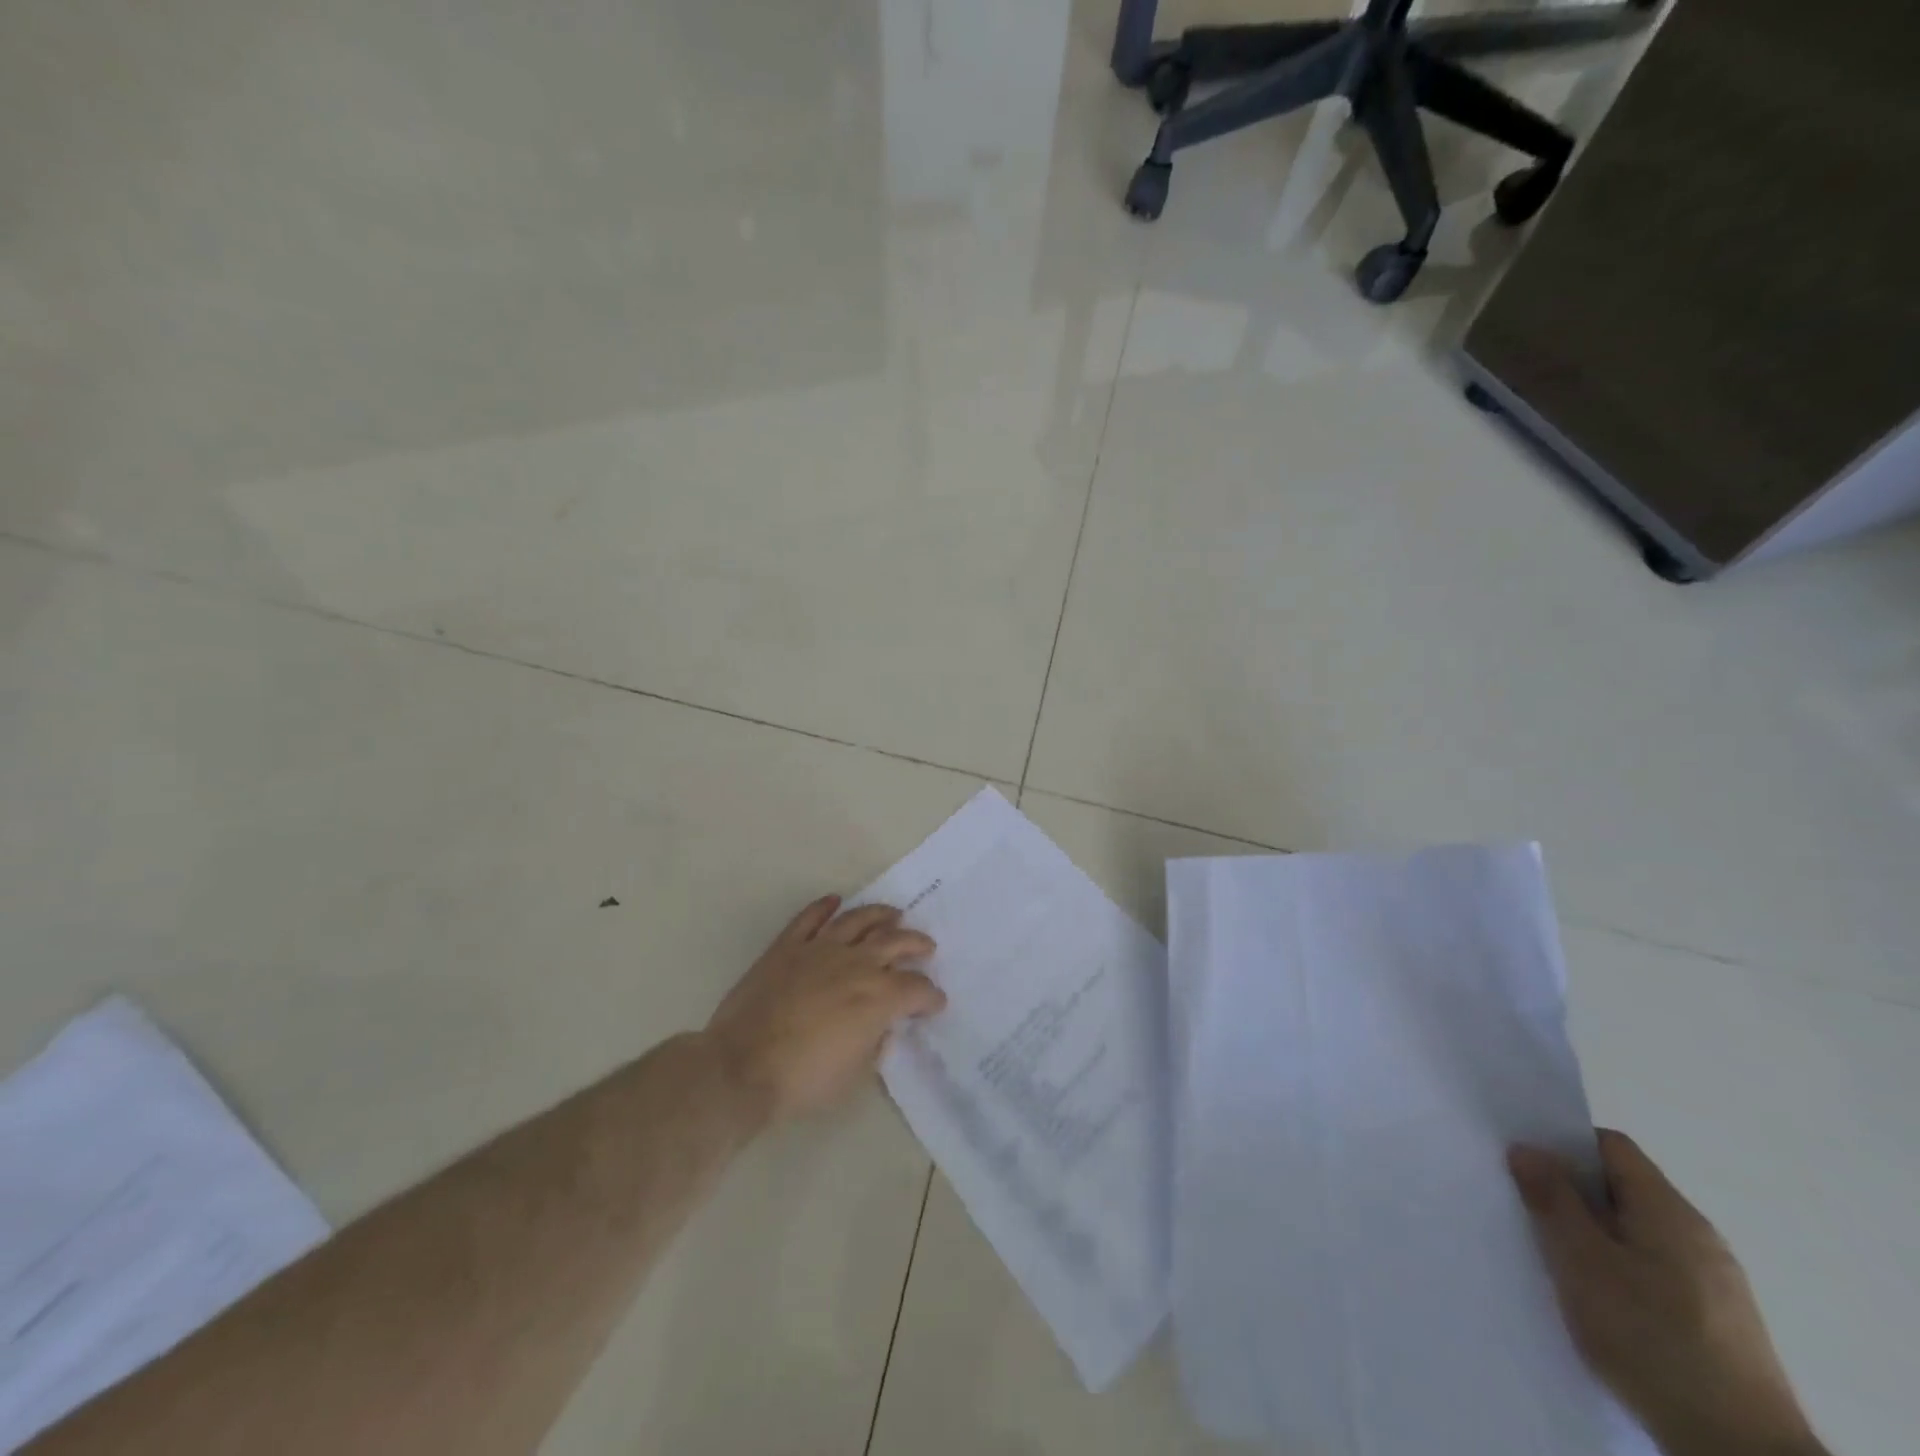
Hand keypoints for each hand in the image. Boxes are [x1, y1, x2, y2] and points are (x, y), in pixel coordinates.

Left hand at [705, 896, 945, 1124]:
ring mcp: (820, 949)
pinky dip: (825, 907)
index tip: (936, 1002)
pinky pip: (810, 918)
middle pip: (896, 942)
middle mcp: (856, 964)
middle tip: (926, 947)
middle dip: (916, 944)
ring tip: (893, 915)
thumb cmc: (803, 1080)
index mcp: (878, 998)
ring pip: (858, 920)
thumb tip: (883, 1027)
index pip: (916, 988)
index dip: (931, 996)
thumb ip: (875, 1044)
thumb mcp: (854, 1075)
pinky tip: (835, 901)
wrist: (742, 1067)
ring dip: (880, 915)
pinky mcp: (787, 946)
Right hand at [1508, 1131, 1825, 1455]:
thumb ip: (1552, 1198)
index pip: (1610, 1146)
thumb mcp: (1581, 1261)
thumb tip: (1528, 1148)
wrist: (1741, 1452)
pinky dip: (1621, 1274)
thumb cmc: (1651, 1338)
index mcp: (1669, 1209)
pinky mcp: (1720, 1326)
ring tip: (1560, 1264)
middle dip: (1574, 1195)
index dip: (1564, 1145)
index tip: (1527, 1166)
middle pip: (1623, 1190)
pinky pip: (1656, 1273)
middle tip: (1531, 1214)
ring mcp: (1717, 1284)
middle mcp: (1699, 1235)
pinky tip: (1603, 1307)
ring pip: (1637, 1235)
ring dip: (1595, 1238)